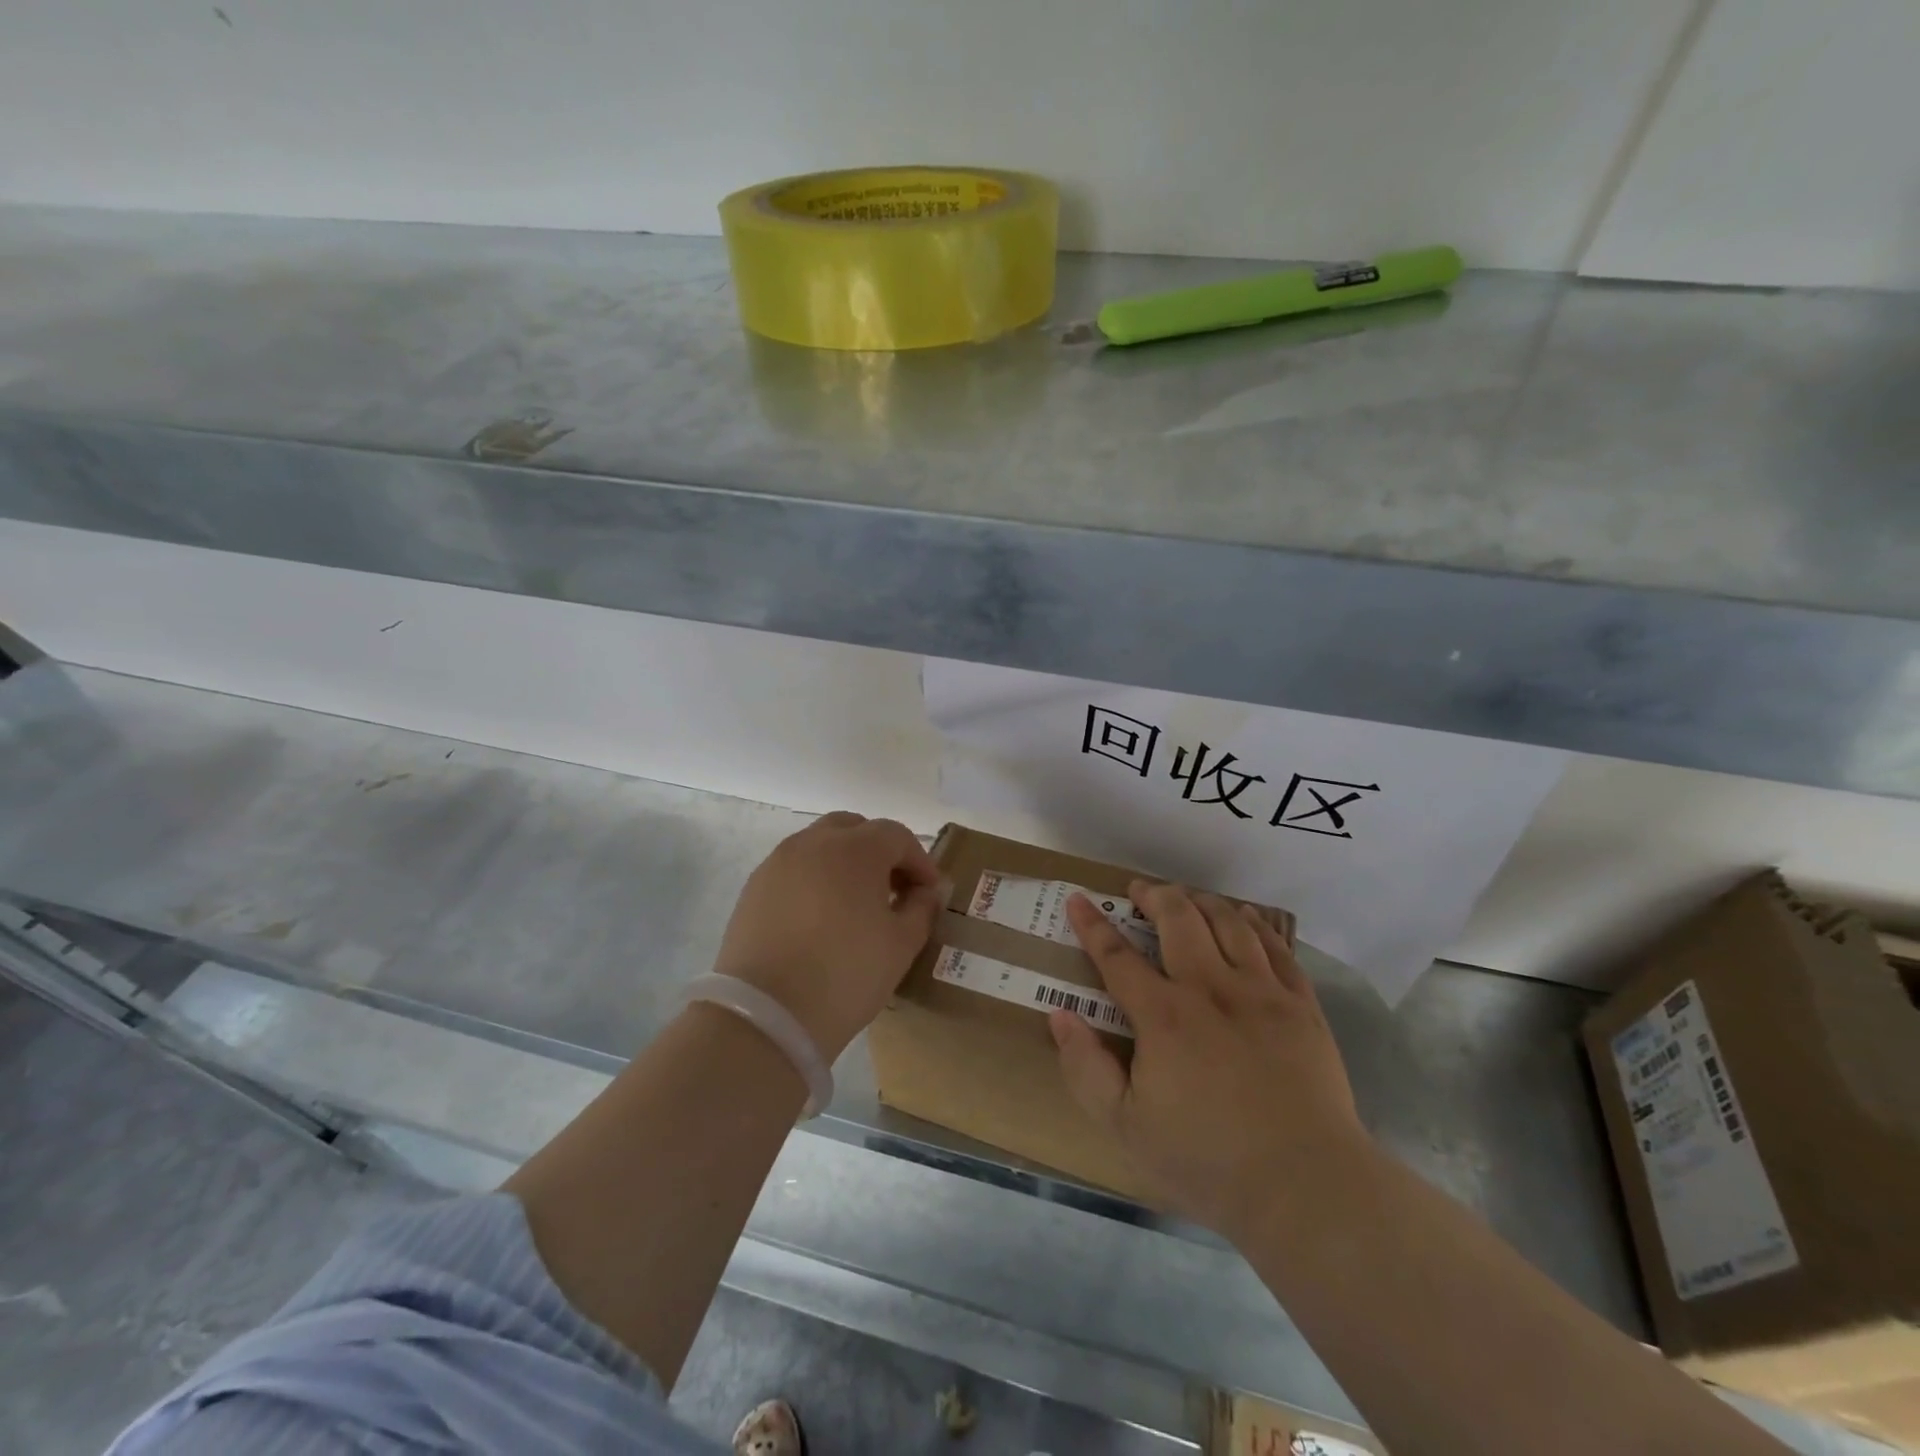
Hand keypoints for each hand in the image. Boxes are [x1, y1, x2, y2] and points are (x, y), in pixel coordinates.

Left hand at [712, 812, 942, 1060]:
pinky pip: (794, 868)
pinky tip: (820, 917)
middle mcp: (814, 843)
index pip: (896, 836)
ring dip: (844, 862)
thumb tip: (926, 891)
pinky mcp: (754, 888)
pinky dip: (814, 879)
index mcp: (855, 849)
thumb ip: (921, 908)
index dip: (919, 861)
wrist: (766, 1016)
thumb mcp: (901, 945)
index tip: (929, 892)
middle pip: (854, 828)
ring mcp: (778, 862)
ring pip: (820, 845)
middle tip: (892, 889)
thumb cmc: (846, 974)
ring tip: (855, 903)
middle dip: (879, 852)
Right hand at [1051, 883, 1367, 1243]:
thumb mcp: (1125, 1126)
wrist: (1305, 1187)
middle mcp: (1210, 988)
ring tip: (1188, 899)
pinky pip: (1276, 947)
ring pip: (1228, 922)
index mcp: (1164, 1015)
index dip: (1093, 924)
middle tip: (1139, 891)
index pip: (1117, 956)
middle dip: (1153, 896)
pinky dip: (1255, 923)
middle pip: (1178, 919)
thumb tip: (1060, 1015)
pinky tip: (1244, 918)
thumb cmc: (1207, 1160)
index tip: (1078, 899)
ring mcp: (1261, 992)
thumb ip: (1086, 1068)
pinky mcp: (1301, 1006)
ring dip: (1202, 902)